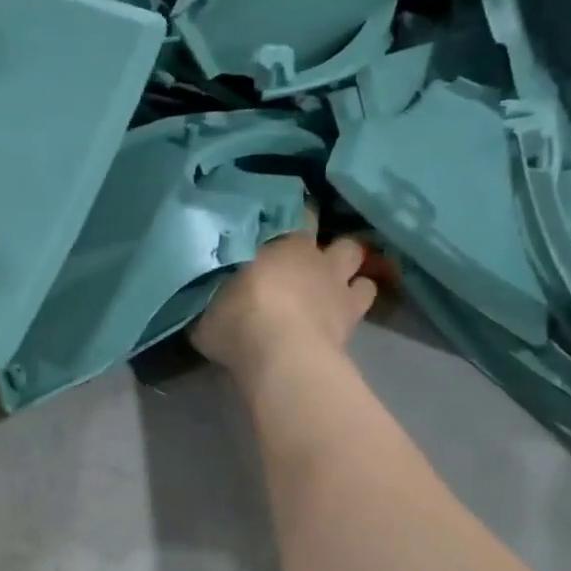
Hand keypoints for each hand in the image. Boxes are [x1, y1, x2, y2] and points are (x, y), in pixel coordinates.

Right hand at [193, 219, 377, 381]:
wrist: (282, 357)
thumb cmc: (238, 321)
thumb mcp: (207, 306)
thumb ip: (212, 293)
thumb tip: (204, 292)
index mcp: (282, 243)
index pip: (296, 213)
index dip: (294, 217)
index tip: (282, 225)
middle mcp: (316, 257)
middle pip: (335, 237)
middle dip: (328, 244)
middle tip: (311, 258)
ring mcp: (340, 285)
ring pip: (357, 261)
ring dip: (349, 269)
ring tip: (336, 281)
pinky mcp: (354, 316)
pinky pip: (366, 296)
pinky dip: (358, 298)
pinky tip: (345, 308)